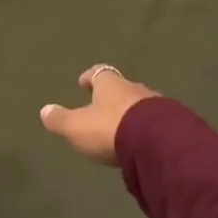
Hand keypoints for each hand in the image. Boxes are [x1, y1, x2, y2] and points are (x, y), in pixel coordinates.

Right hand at [39, 64, 159, 163]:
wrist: (158, 143)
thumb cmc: (110, 129)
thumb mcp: (77, 127)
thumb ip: (60, 120)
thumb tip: (44, 110)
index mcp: (110, 84)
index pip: (98, 73)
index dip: (90, 77)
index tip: (83, 82)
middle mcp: (133, 88)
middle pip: (121, 87)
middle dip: (113, 96)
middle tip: (104, 106)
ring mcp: (157, 104)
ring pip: (140, 103)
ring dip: (132, 111)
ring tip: (125, 125)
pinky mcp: (173, 122)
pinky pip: (157, 120)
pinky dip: (148, 126)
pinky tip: (145, 138)